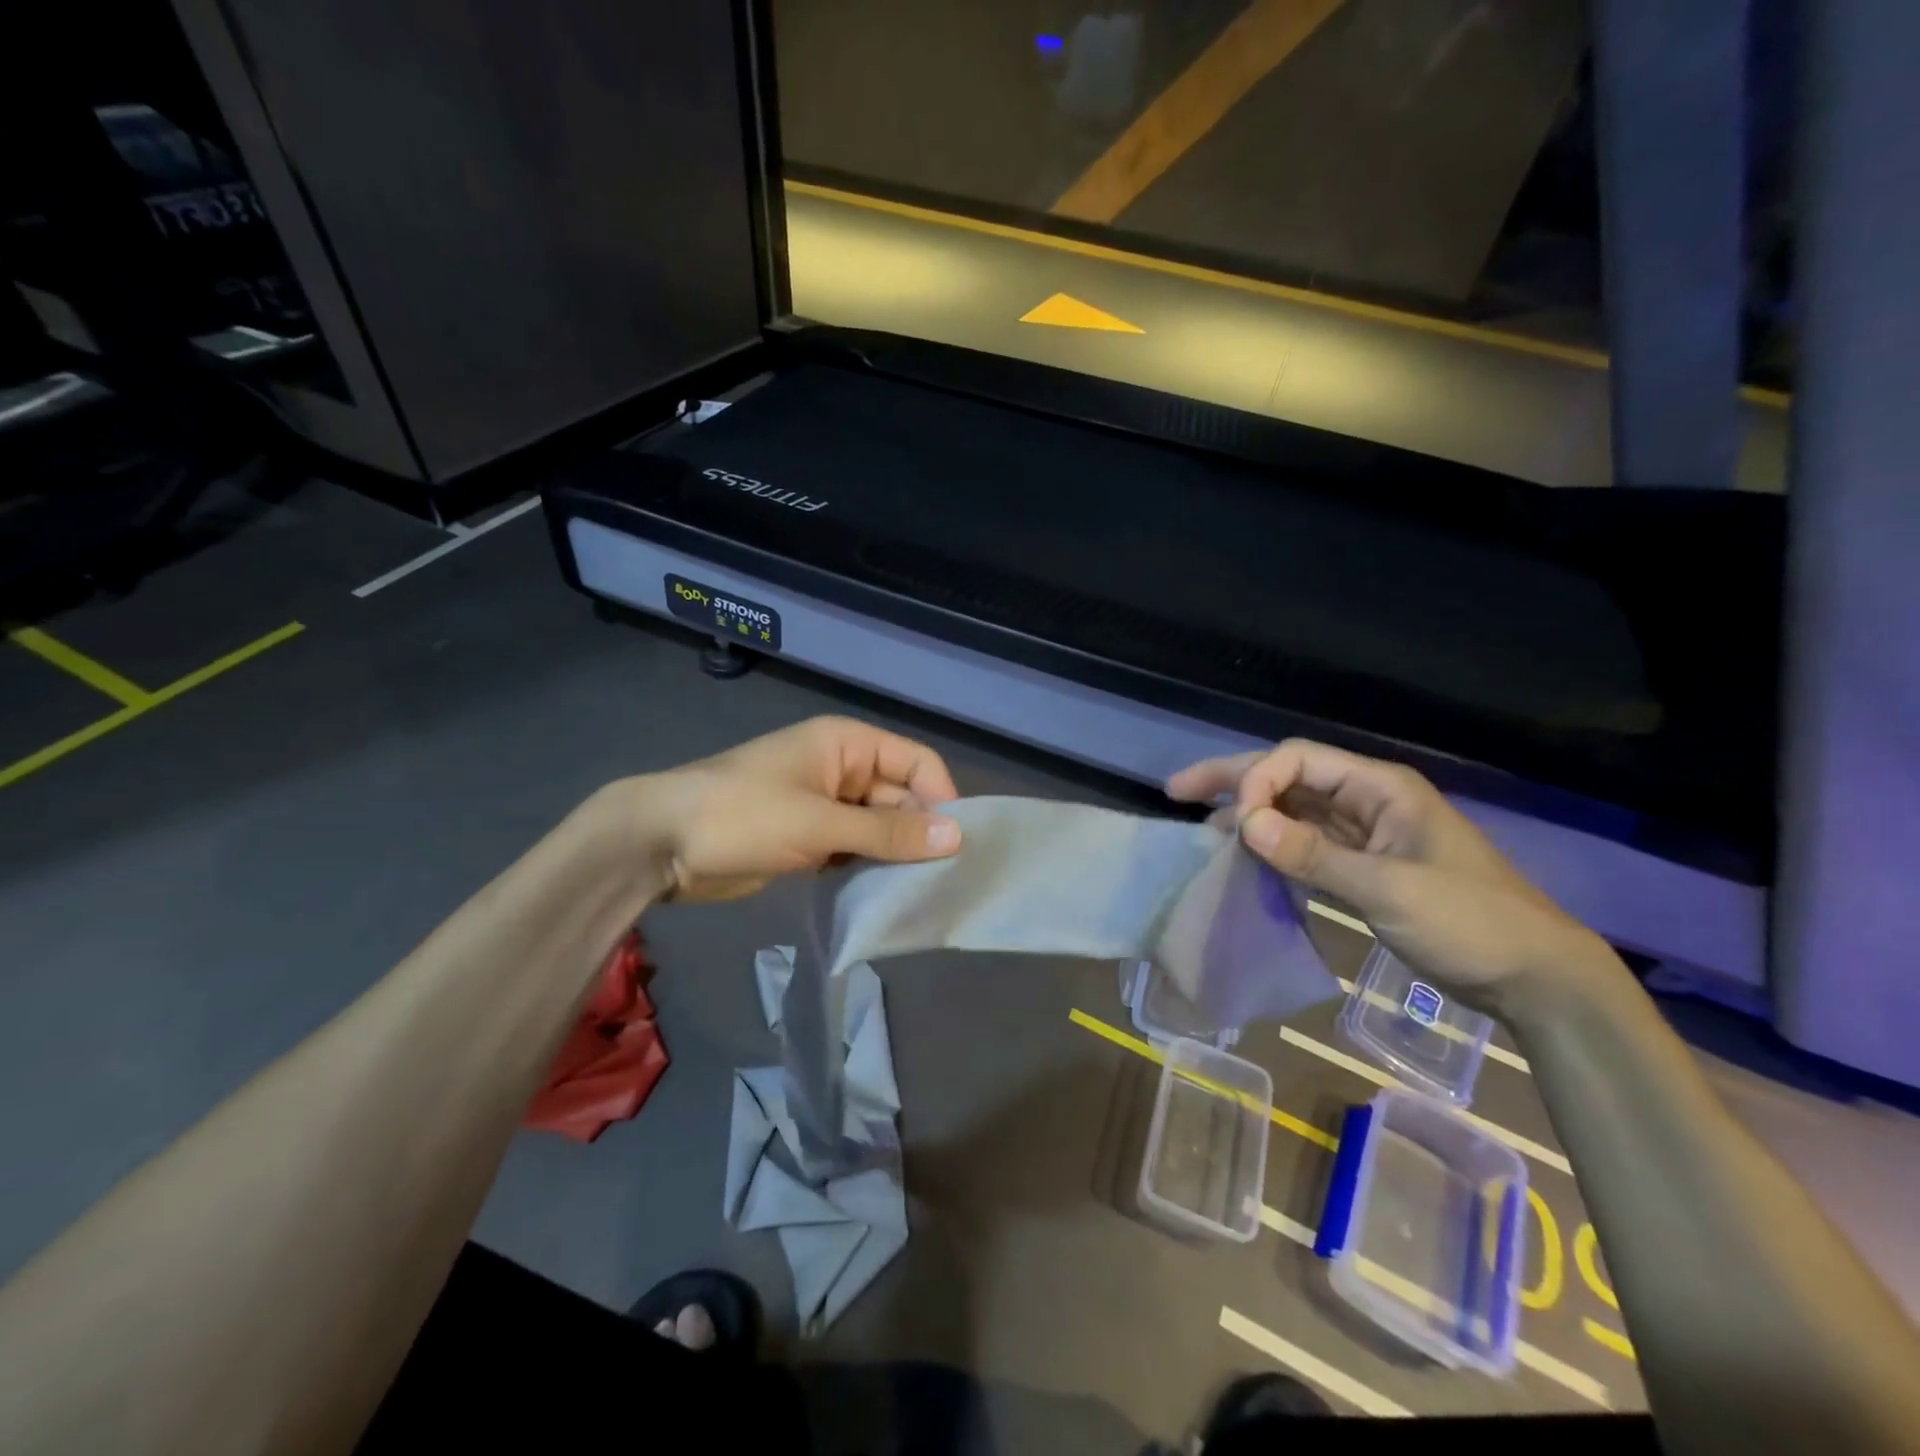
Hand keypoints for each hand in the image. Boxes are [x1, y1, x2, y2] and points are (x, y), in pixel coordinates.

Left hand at [623, 717, 962, 901]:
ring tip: (919, 892)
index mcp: (848, 745)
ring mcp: (825, 805)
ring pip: (880, 827)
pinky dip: (868, 867)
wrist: (660, 843)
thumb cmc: (742, 816)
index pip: (917, 763)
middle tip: (942, 880)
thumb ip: (888, 831)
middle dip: (919, 833)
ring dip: (895, 854)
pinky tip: (882, 895)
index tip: (955, 846)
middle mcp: (843, 769)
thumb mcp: (819, 823)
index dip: (941, 798)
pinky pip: (855, 848)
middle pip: (901, 796)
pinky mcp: (810, 837)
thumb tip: (957, 836)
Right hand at [1168, 740, 1620, 1017]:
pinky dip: (1272, 846)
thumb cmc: (1470, 923)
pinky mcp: (1362, 865)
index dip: (1257, 781)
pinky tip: (1243, 857)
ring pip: (1292, 810)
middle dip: (1233, 781)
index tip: (1235, 824)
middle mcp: (1366, 800)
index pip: (1298, 761)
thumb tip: (1243, 824)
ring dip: (1249, 815)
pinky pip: (1305, 844)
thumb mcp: (1389, 889)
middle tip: (1177, 791)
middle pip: (1288, 777)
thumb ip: (1313, 855)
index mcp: (1379, 788)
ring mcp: (1363, 833)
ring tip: (1201, 829)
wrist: (1535, 978)